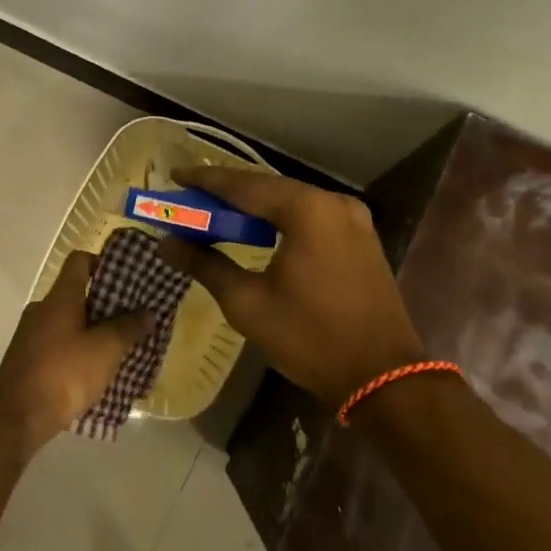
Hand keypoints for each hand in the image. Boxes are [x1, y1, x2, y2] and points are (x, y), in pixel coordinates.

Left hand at [0, 250, 155, 458]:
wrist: (16, 420)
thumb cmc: (64, 374)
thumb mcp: (106, 350)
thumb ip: (128, 328)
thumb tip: (147, 312)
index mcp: (59, 298)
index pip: (79, 261)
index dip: (103, 262)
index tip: (126, 278)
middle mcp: (41, 310)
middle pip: (76, 294)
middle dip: (105, 305)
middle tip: (131, 318)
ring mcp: (30, 336)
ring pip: (68, 323)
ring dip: (92, 332)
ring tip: (118, 349)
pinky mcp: (27, 362)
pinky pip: (58, 346)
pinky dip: (77, 352)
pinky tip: (94, 373)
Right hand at [158, 167, 425, 409]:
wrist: (383, 376)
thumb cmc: (310, 338)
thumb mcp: (248, 303)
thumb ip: (206, 265)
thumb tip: (167, 243)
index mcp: (307, 210)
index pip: (244, 185)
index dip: (206, 180)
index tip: (174, 174)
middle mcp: (333, 202)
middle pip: (269, 188)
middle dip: (227, 192)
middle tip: (189, 196)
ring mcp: (353, 218)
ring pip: (290, 201)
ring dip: (253, 207)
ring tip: (215, 212)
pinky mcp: (360, 237)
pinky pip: (310, 217)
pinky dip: (279, 220)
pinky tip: (256, 230)